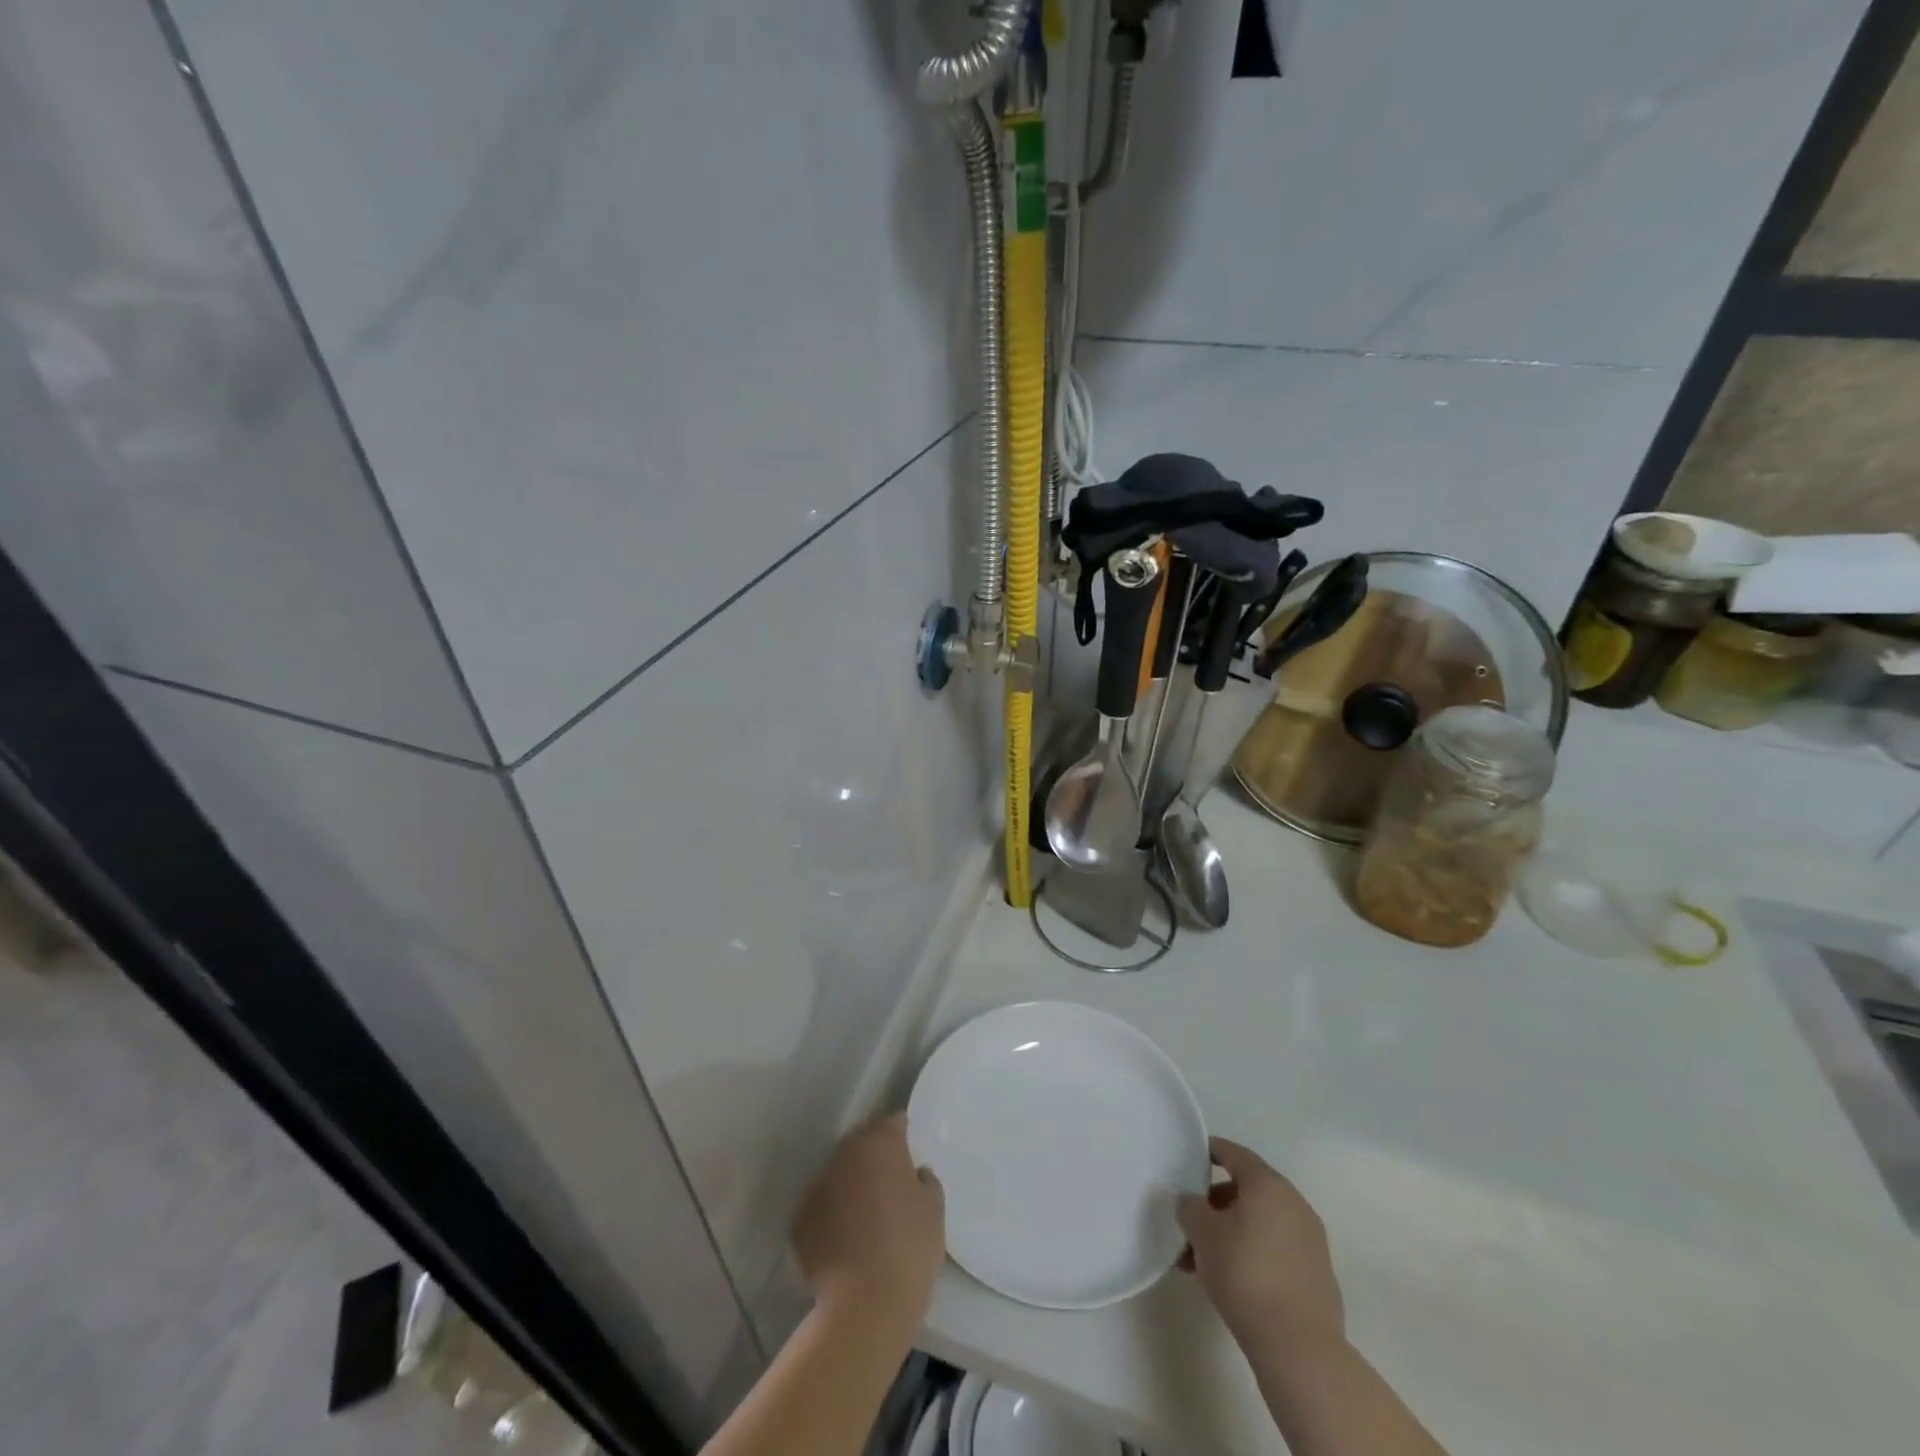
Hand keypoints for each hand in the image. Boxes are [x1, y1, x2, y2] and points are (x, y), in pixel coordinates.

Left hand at [792, 1114, 945, 1330]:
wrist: (864, 1305)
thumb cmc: (909, 1248)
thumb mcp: (934, 1209)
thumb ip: (925, 1181)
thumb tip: (914, 1174)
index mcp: (880, 1143)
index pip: (893, 1122)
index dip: (903, 1133)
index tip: (910, 1150)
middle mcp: (845, 1154)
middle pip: (862, 1143)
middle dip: (874, 1155)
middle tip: (890, 1180)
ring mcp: (818, 1185)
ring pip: (839, 1173)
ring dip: (851, 1183)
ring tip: (867, 1212)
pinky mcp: (800, 1219)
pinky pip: (822, 1205)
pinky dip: (832, 1213)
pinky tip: (846, 1237)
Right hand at [1177, 1138, 1344, 1357]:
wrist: (1299, 1347)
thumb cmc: (1245, 1274)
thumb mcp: (1202, 1233)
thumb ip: (1189, 1206)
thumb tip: (1190, 1201)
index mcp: (1267, 1184)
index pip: (1234, 1153)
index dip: (1210, 1151)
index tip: (1190, 1159)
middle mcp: (1294, 1203)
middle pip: (1247, 1190)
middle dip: (1215, 1204)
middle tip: (1190, 1225)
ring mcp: (1310, 1239)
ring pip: (1260, 1223)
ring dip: (1230, 1233)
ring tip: (1201, 1264)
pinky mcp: (1317, 1273)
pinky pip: (1276, 1249)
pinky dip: (1253, 1253)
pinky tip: (1231, 1281)